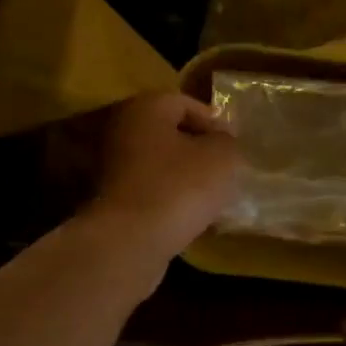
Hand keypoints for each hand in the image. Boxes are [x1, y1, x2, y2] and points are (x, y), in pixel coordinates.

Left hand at [84, 93, 241, 264]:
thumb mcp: (221, 157)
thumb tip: (221, 141)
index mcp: (145, 108)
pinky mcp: (111, 201)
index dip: (214, 122)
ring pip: (159, 165)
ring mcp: (111, 167)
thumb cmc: (179, 187)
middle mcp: (121, 130)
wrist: (130, 242)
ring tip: (211, 197)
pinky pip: (149, 192)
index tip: (234, 148)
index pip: (185, 103)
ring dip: (184, 178)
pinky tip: (188, 217)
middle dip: (198, 151)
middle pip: (169, 134)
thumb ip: (227, 141)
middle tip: (225, 171)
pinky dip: (168, 200)